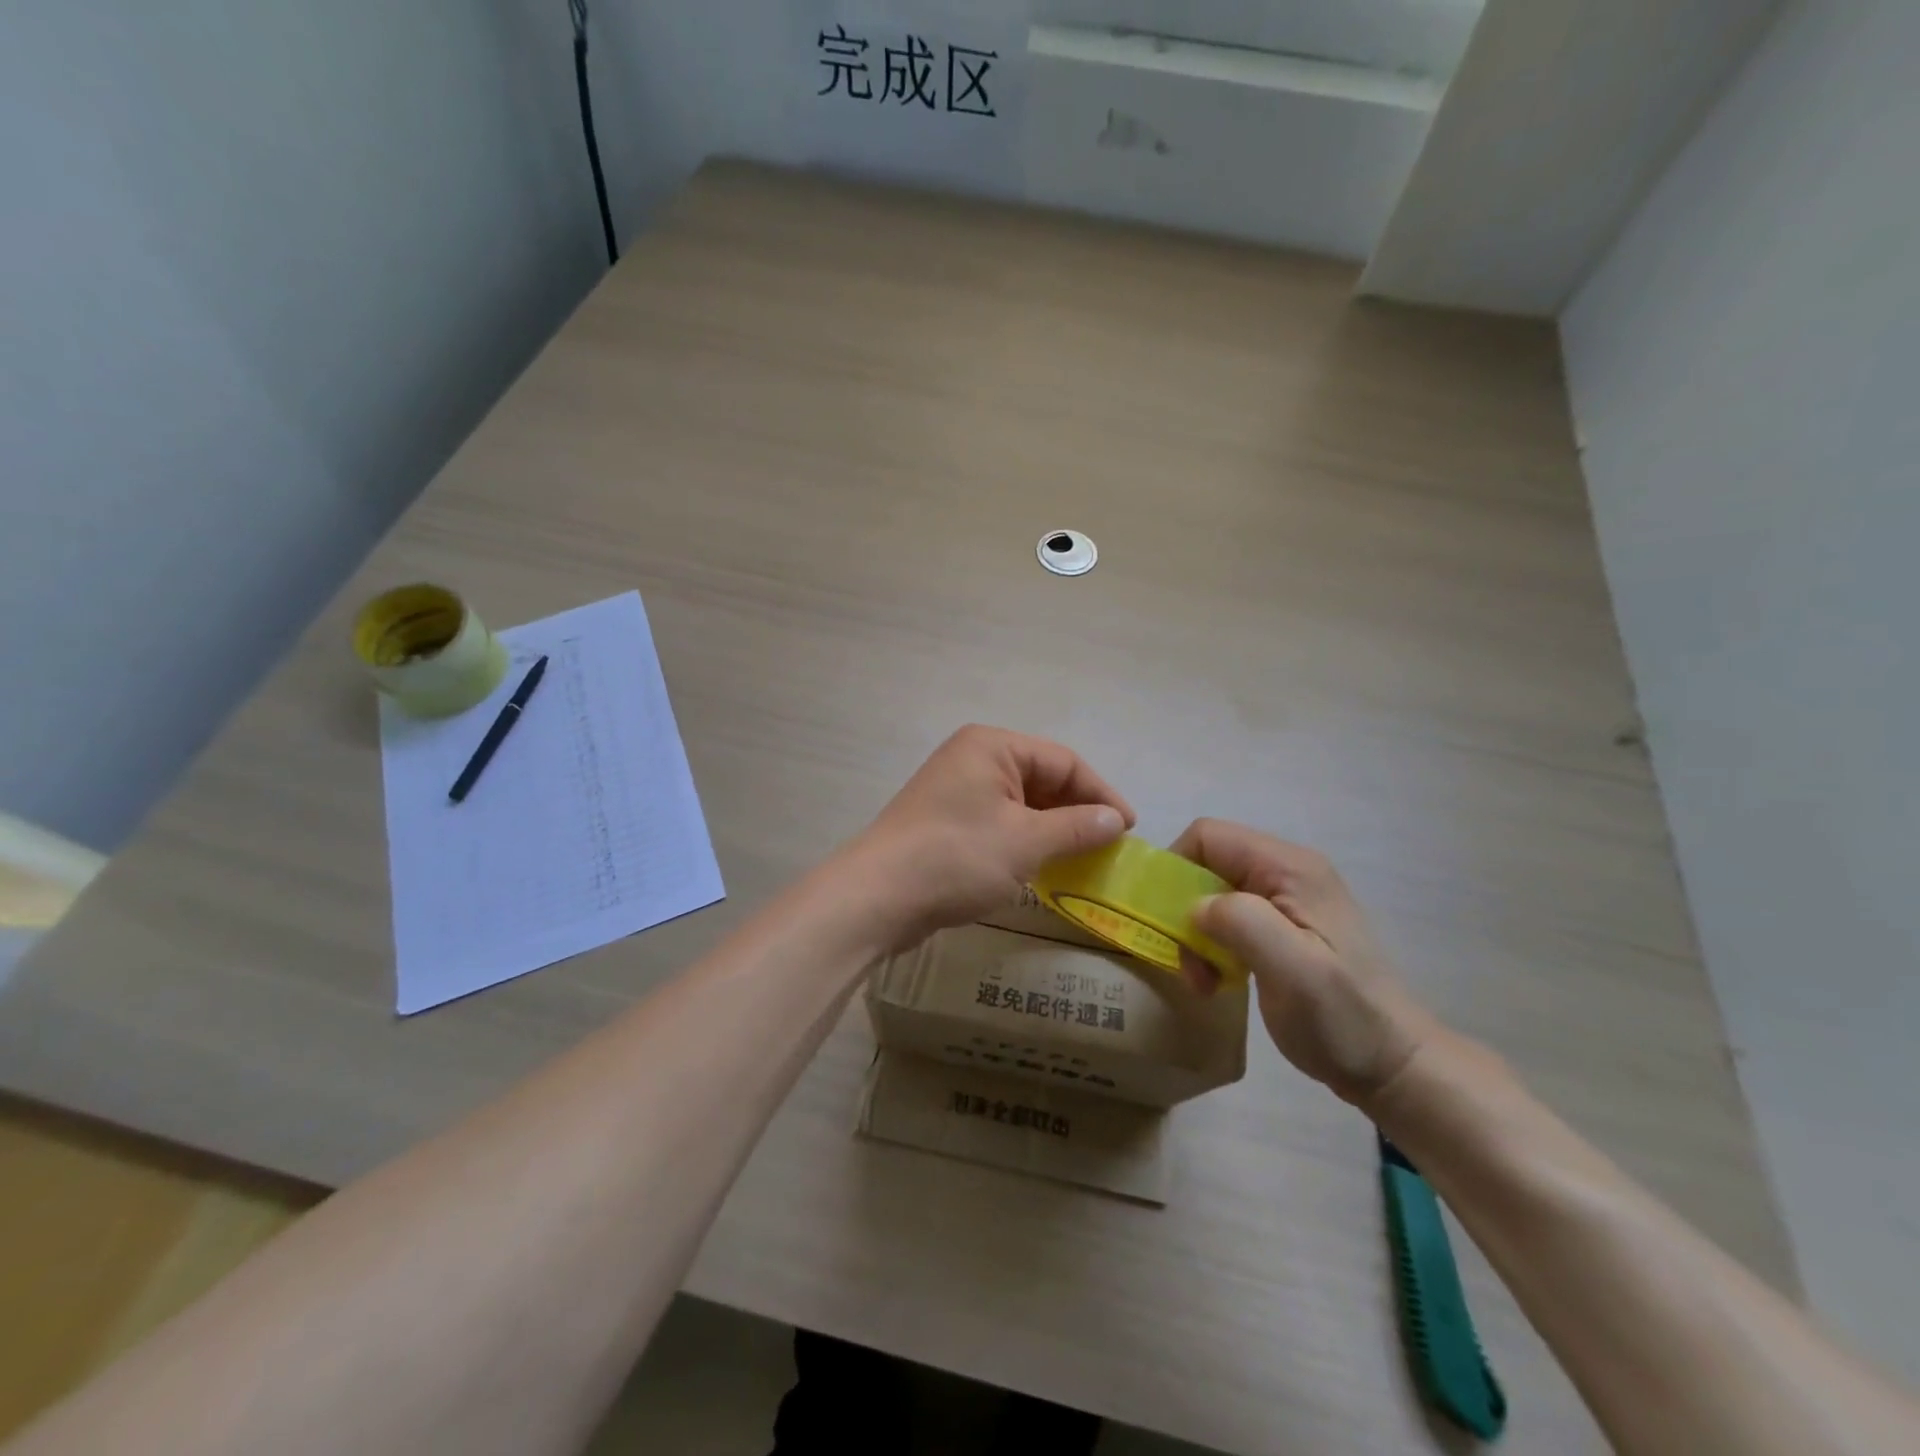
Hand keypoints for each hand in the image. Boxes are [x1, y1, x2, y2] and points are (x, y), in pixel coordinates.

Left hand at [845, 725, 1134, 945]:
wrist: (878, 897)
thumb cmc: (958, 857)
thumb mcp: (1027, 842)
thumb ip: (1077, 827)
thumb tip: (1116, 819)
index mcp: (992, 746)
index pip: (1064, 761)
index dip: (1101, 794)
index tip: (1128, 829)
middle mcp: (973, 758)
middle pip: (1042, 779)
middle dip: (1077, 812)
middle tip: (1108, 848)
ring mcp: (956, 790)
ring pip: (1021, 804)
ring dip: (1052, 830)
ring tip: (1083, 860)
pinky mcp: (946, 821)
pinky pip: (999, 822)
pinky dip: (1025, 841)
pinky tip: (1043, 867)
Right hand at [1172, 819, 1437, 1109]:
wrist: (1394, 1067)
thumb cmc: (1342, 1018)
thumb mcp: (1294, 970)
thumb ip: (1241, 922)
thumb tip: (1194, 906)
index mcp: (1290, 868)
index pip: (1208, 835)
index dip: (1176, 867)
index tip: (1167, 918)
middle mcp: (1286, 872)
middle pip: (1207, 864)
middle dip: (1184, 908)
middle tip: (1188, 961)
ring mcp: (1286, 901)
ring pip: (1212, 894)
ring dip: (1196, 934)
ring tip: (1204, 979)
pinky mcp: (1283, 929)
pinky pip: (1228, 919)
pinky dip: (1212, 946)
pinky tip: (1220, 981)